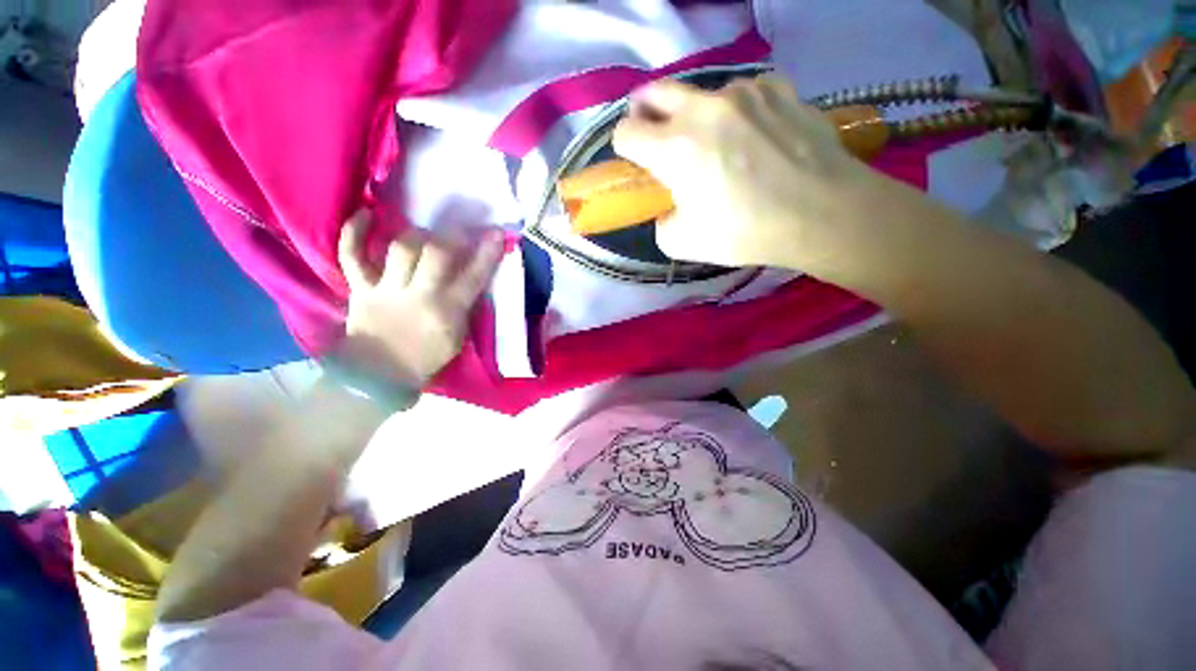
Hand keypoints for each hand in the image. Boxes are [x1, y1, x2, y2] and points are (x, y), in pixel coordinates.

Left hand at [335, 210, 503, 387]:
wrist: (378, 376)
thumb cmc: (425, 359)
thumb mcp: (457, 337)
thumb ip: (464, 307)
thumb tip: (470, 278)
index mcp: (448, 312)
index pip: (474, 276)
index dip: (487, 252)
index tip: (497, 232)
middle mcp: (419, 295)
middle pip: (437, 252)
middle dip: (452, 235)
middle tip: (459, 231)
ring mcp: (386, 289)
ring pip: (402, 248)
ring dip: (417, 234)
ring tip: (424, 233)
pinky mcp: (359, 288)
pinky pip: (352, 255)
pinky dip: (355, 232)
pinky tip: (367, 213)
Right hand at [612, 76, 882, 268]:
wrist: (821, 213)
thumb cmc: (746, 232)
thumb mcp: (683, 244)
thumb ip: (661, 223)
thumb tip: (667, 207)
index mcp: (674, 148)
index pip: (626, 132)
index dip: (624, 148)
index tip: (636, 162)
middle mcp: (703, 108)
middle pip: (653, 93)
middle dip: (645, 114)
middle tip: (656, 135)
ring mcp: (743, 92)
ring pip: (700, 94)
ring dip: (695, 116)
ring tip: (717, 144)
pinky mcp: (777, 87)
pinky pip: (742, 93)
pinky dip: (737, 112)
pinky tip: (753, 136)